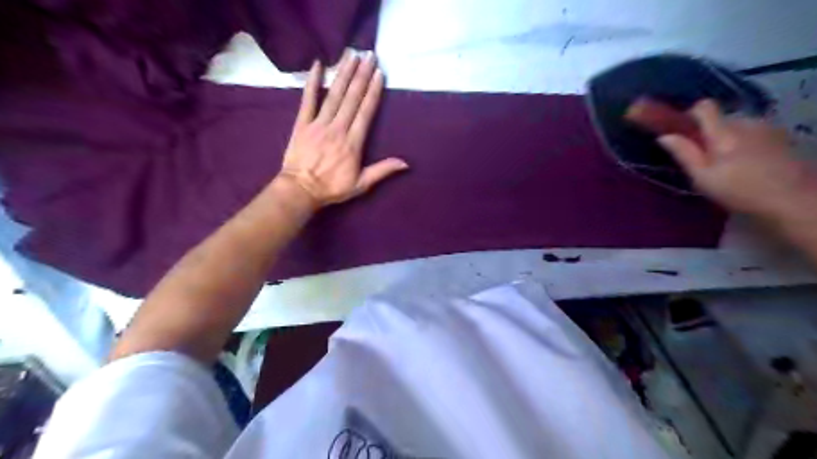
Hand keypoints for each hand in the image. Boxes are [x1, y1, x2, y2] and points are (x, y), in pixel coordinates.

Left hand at [278, 52, 407, 207]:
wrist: (300, 190)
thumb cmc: (332, 188)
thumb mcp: (361, 184)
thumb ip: (382, 170)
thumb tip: (406, 163)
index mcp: (353, 142)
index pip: (366, 112)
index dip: (373, 92)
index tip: (379, 74)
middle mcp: (338, 128)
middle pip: (352, 98)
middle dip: (362, 75)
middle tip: (369, 55)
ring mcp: (319, 123)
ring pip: (334, 94)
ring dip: (344, 73)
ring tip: (352, 55)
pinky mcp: (302, 123)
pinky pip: (307, 99)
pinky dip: (313, 82)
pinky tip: (318, 65)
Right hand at [660, 99, 813, 216]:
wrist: (794, 200)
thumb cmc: (740, 192)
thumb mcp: (702, 177)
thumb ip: (684, 153)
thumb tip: (664, 136)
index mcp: (724, 132)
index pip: (704, 107)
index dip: (689, 116)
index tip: (683, 134)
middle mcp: (747, 122)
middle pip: (720, 118)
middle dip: (708, 133)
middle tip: (704, 159)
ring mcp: (767, 127)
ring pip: (737, 125)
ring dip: (728, 138)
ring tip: (728, 164)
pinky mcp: (781, 136)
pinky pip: (753, 131)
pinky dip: (744, 142)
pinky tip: (748, 163)